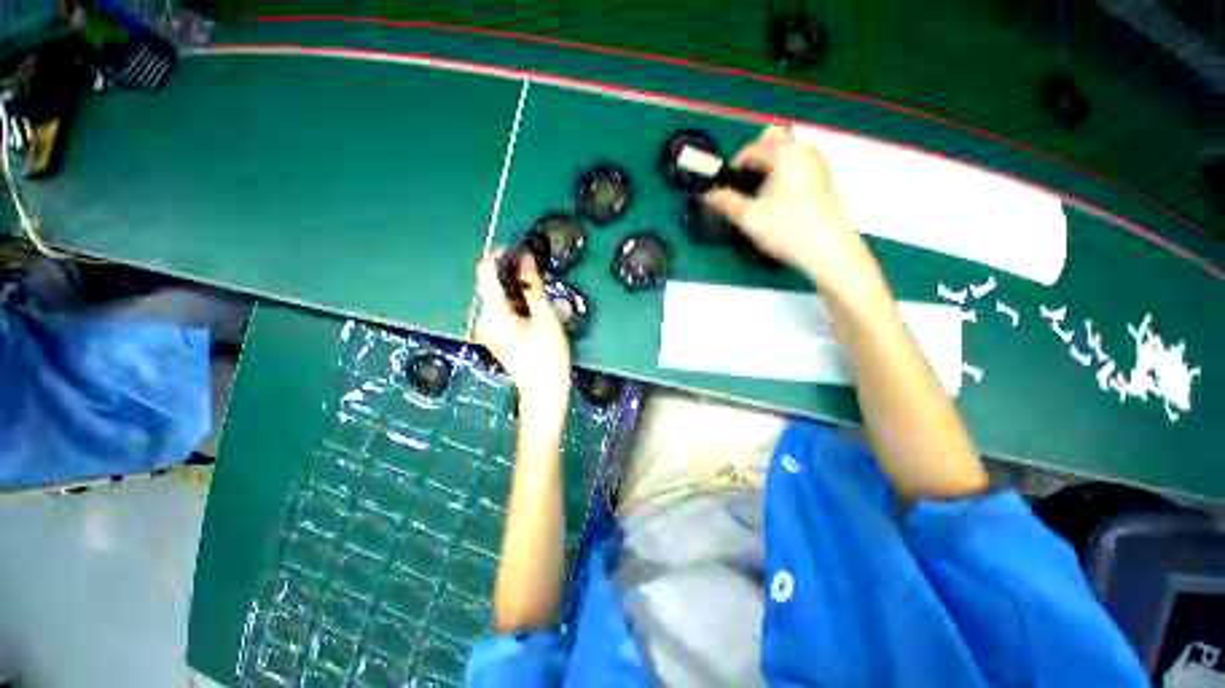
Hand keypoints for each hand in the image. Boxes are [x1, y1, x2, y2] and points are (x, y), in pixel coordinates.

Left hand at [475, 251, 571, 413]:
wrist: (543, 391)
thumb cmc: (547, 355)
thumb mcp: (545, 317)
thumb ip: (532, 286)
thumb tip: (526, 258)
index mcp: (493, 314)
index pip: (485, 273)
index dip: (498, 256)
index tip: (517, 250)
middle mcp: (483, 321)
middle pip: (492, 287)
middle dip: (512, 277)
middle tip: (538, 276)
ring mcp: (487, 331)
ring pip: (498, 300)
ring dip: (516, 292)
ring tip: (539, 296)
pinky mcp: (495, 337)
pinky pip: (501, 312)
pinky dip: (515, 305)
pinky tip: (533, 311)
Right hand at [705, 125, 873, 292]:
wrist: (828, 251)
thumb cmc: (787, 230)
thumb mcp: (749, 218)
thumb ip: (725, 203)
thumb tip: (707, 196)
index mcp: (786, 154)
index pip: (751, 149)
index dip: (734, 167)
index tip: (725, 187)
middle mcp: (804, 151)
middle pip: (773, 140)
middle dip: (754, 158)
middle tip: (743, 184)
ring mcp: (817, 164)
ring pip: (787, 152)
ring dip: (769, 165)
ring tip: (757, 193)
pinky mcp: (823, 179)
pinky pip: (797, 164)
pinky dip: (782, 172)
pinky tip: (776, 198)